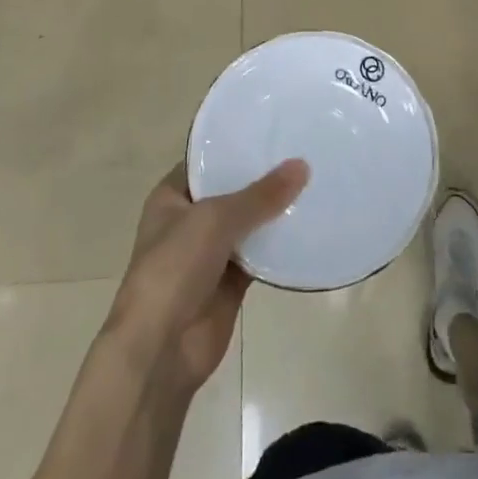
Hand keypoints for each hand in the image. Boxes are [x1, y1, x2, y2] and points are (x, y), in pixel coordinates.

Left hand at [106, 160, 308, 399]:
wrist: (160, 349)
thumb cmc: (174, 269)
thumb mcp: (215, 220)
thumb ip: (260, 195)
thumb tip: (302, 166)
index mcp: (172, 198)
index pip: (207, 162)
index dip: (236, 147)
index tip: (275, 130)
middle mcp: (190, 221)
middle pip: (232, 191)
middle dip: (264, 177)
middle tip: (306, 151)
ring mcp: (211, 253)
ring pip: (250, 224)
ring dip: (276, 211)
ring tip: (316, 182)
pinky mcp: (231, 282)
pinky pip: (261, 256)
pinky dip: (281, 246)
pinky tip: (311, 226)